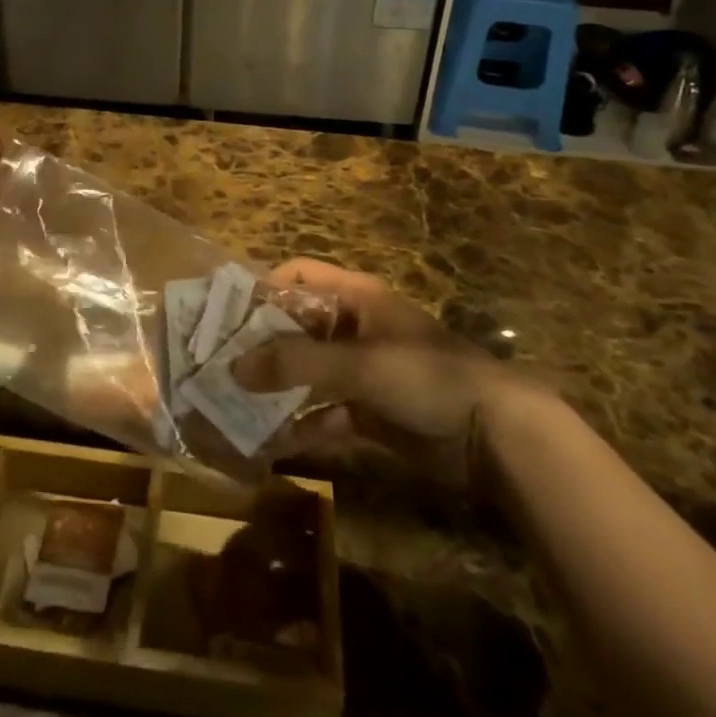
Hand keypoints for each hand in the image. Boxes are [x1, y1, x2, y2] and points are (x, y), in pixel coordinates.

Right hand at [239, 258, 552, 489]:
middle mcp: (355, 327)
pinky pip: (324, 412)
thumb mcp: (360, 364)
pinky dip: (301, 424)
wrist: (496, 435)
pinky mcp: (370, 412)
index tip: (228, 317)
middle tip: (219, 365)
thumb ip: (297, 364)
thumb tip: (234, 367)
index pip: (300, 275)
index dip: (264, 288)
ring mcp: (362, 371)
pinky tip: (272, 441)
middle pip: (297, 325)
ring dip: (277, 387)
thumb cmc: (426, 377)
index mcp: (356, 297)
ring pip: (307, 371)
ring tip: (234, 404)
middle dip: (261, 344)